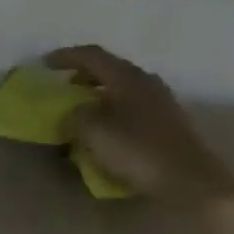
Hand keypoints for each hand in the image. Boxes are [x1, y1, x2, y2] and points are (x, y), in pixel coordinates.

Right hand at [47, 45, 233, 204]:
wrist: (188, 178)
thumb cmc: (138, 152)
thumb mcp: (95, 133)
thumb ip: (76, 117)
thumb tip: (72, 114)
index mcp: (127, 77)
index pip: (92, 56)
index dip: (66, 57)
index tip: (45, 64)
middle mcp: (146, 81)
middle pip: (110, 69)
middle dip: (83, 76)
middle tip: (64, 88)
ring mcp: (161, 100)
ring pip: (122, 88)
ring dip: (99, 95)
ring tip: (83, 111)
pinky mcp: (168, 121)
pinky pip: (133, 106)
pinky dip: (114, 110)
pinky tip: (107, 129)